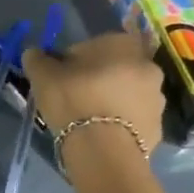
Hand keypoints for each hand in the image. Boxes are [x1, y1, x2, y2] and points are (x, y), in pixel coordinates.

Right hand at [22, 32, 165, 154]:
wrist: (103, 148)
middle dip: (97, 79)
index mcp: (123, 44)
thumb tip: (34, 53)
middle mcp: (148, 65)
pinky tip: (100, 134)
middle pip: (114, 69)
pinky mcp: (158, 127)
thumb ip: (37, 59)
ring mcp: (158, 97)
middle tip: (73, 98)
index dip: (73, 61)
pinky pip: (133, 119)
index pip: (92, 46)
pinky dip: (119, 123)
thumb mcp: (42, 75)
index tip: (60, 78)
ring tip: (86, 120)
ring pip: (127, 94)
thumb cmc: (73, 99)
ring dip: (111, 100)